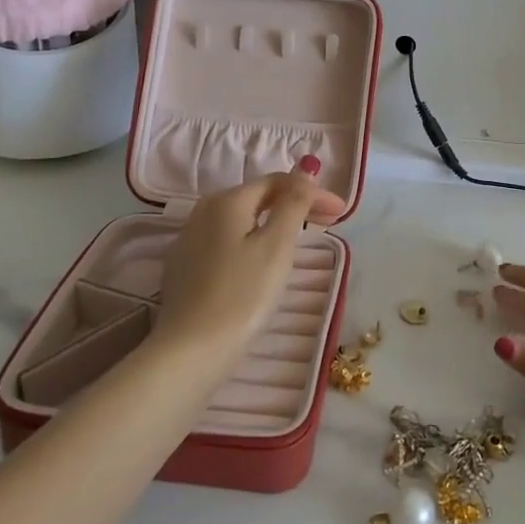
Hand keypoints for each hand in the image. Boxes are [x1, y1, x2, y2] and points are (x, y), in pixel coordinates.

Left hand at [154, 163, 347, 364]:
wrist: (190, 352)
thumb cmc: (242, 295)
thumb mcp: (277, 245)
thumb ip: (293, 203)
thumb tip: (305, 171)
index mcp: (227, 200)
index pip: (278, 182)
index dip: (312, 192)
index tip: (341, 213)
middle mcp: (203, 211)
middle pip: (258, 198)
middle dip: (294, 205)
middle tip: (328, 225)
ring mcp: (189, 241)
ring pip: (241, 220)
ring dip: (273, 223)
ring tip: (299, 241)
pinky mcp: (183, 269)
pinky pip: (226, 242)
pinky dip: (251, 242)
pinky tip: (261, 262)